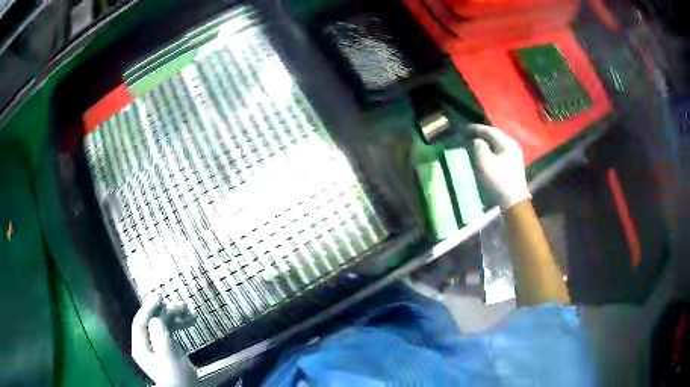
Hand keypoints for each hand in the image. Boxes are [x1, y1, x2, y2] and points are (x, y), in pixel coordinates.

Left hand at [132, 296, 198, 386]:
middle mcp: (147, 343)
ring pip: (163, 323)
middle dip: (166, 312)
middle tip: (181, 305)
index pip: (140, 321)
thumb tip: (157, 318)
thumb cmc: (176, 377)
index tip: (160, 297)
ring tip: (189, 310)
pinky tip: (191, 320)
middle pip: (153, 321)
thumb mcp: (167, 357)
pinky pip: (172, 330)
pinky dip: (180, 324)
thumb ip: (159, 336)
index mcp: (141, 346)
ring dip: (175, 316)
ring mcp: (157, 344)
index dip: (149, 308)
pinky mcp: (168, 347)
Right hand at [470, 124, 530, 209]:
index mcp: (507, 142)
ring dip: (483, 143)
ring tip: (470, 144)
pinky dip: (487, 150)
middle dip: (478, 135)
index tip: (461, 129)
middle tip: (464, 135)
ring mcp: (513, 155)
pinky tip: (481, 154)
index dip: (474, 128)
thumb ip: (479, 146)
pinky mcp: (512, 165)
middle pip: (493, 136)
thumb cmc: (498, 181)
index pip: (488, 130)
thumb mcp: (484, 161)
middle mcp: (512, 145)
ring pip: (495, 144)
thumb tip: (477, 141)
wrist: (512, 202)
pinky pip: (497, 152)